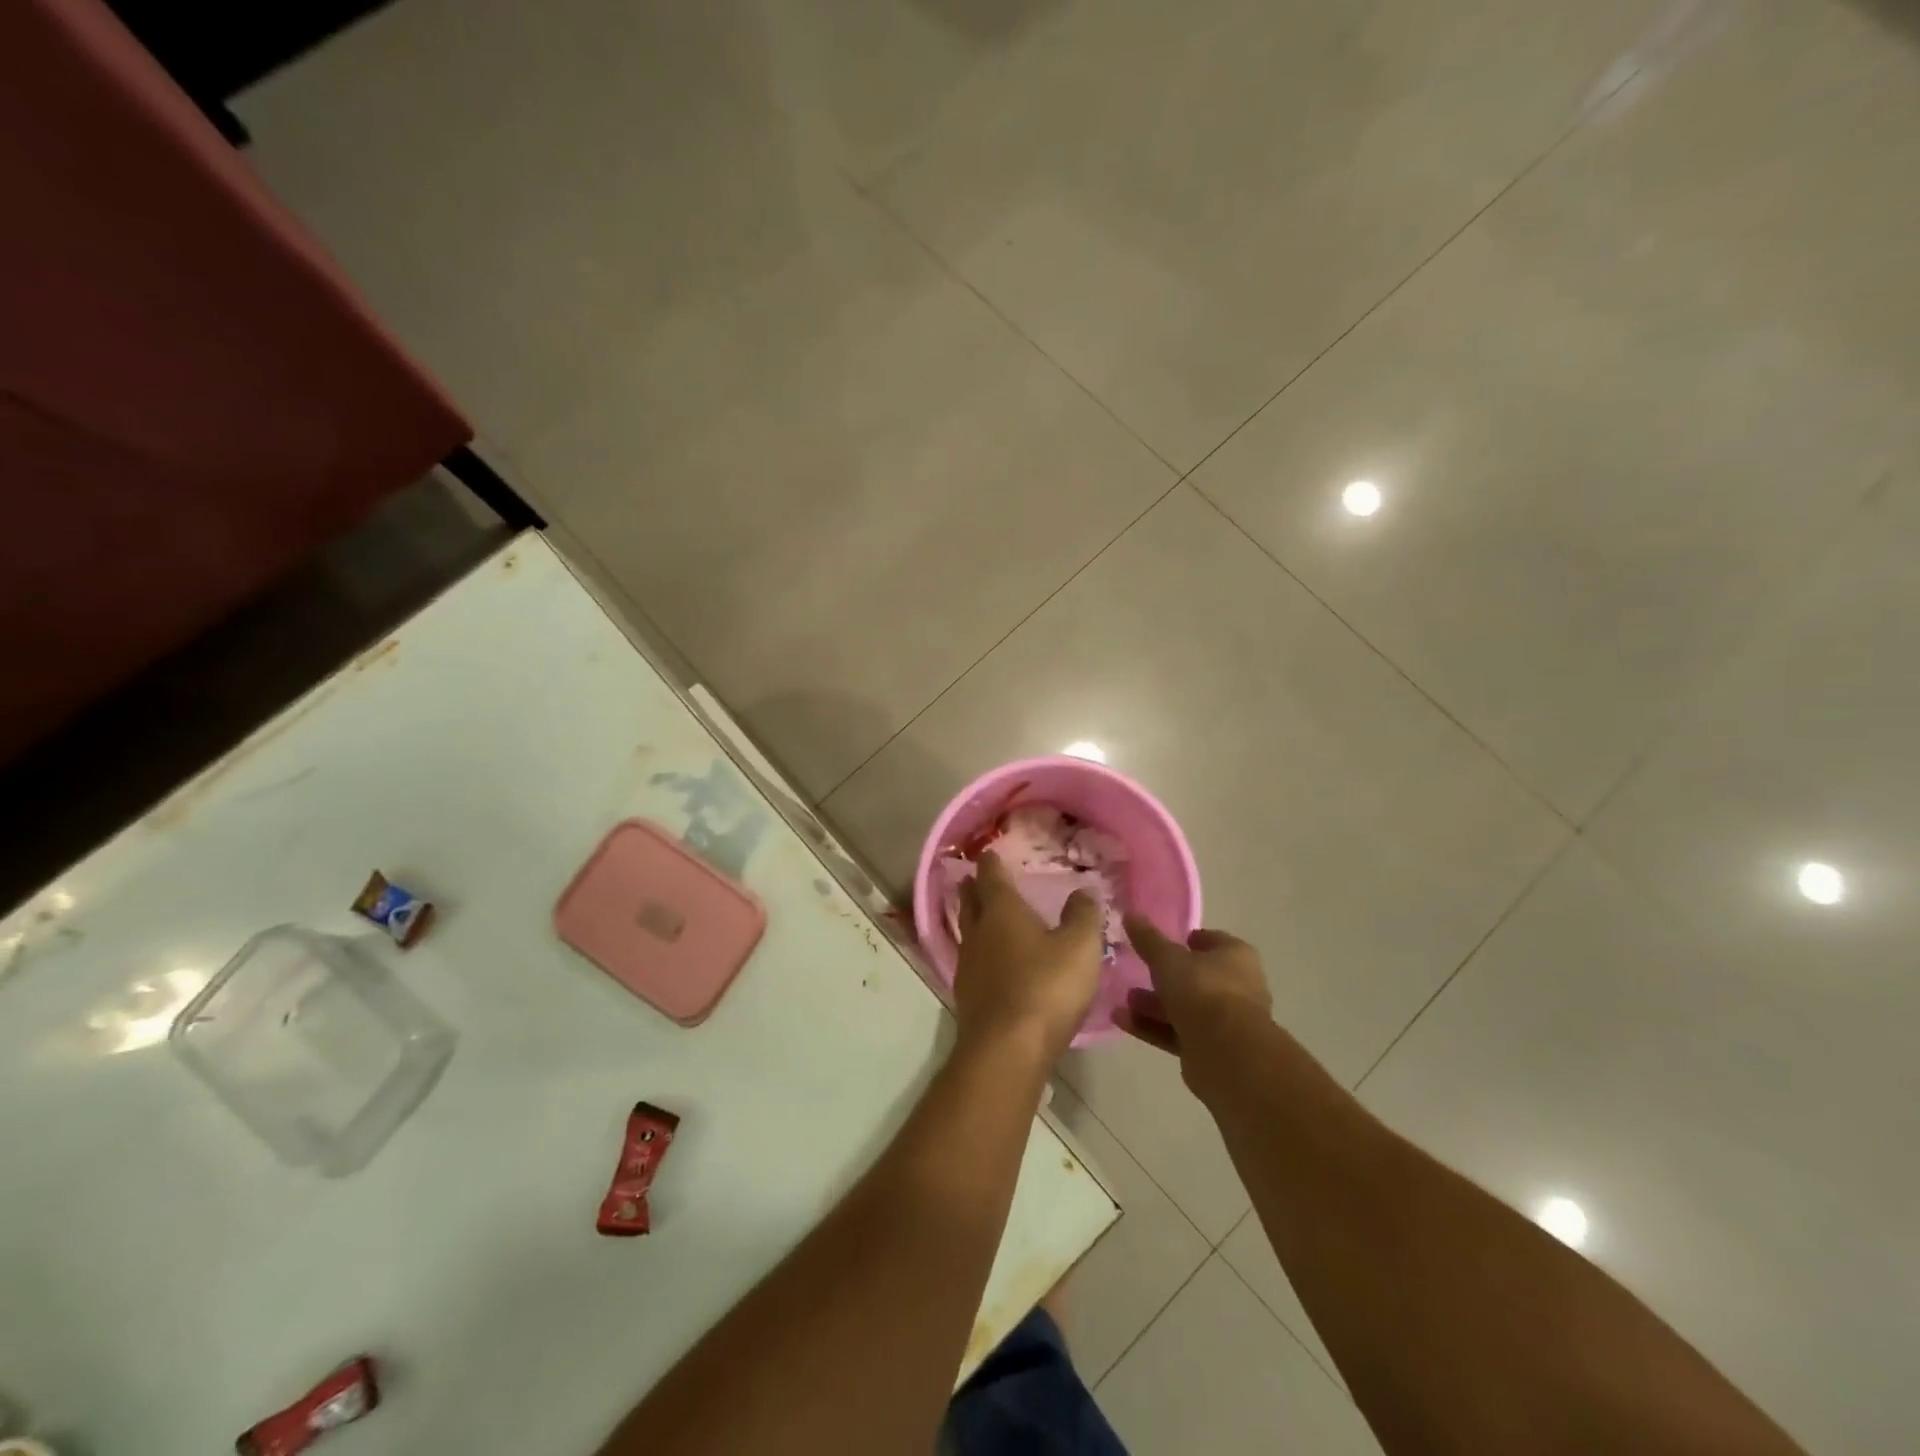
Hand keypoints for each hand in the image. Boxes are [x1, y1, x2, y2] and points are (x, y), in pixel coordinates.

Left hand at [952, 852, 1103, 1063]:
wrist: (1007, 1050)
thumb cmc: (1046, 987)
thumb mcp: (1079, 947)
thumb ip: (1083, 916)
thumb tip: (1083, 890)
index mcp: (1002, 911)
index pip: (991, 877)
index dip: (990, 863)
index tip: (988, 853)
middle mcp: (978, 933)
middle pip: (971, 902)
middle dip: (973, 889)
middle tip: (974, 879)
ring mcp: (968, 967)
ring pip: (968, 934)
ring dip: (974, 921)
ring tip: (984, 918)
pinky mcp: (968, 998)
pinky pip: (973, 964)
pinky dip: (981, 955)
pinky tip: (992, 964)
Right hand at [1116, 917, 1272, 1091]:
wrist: (1226, 1053)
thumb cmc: (1202, 990)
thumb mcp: (1168, 959)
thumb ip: (1148, 939)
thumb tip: (1130, 913)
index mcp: (1236, 957)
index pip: (1212, 941)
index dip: (1188, 939)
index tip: (1162, 942)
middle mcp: (1237, 986)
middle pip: (1196, 977)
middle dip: (1165, 976)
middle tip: (1137, 972)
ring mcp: (1226, 1021)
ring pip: (1185, 1007)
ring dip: (1154, 1004)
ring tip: (1125, 999)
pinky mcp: (1211, 1049)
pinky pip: (1177, 1032)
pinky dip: (1152, 1026)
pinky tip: (1122, 1020)